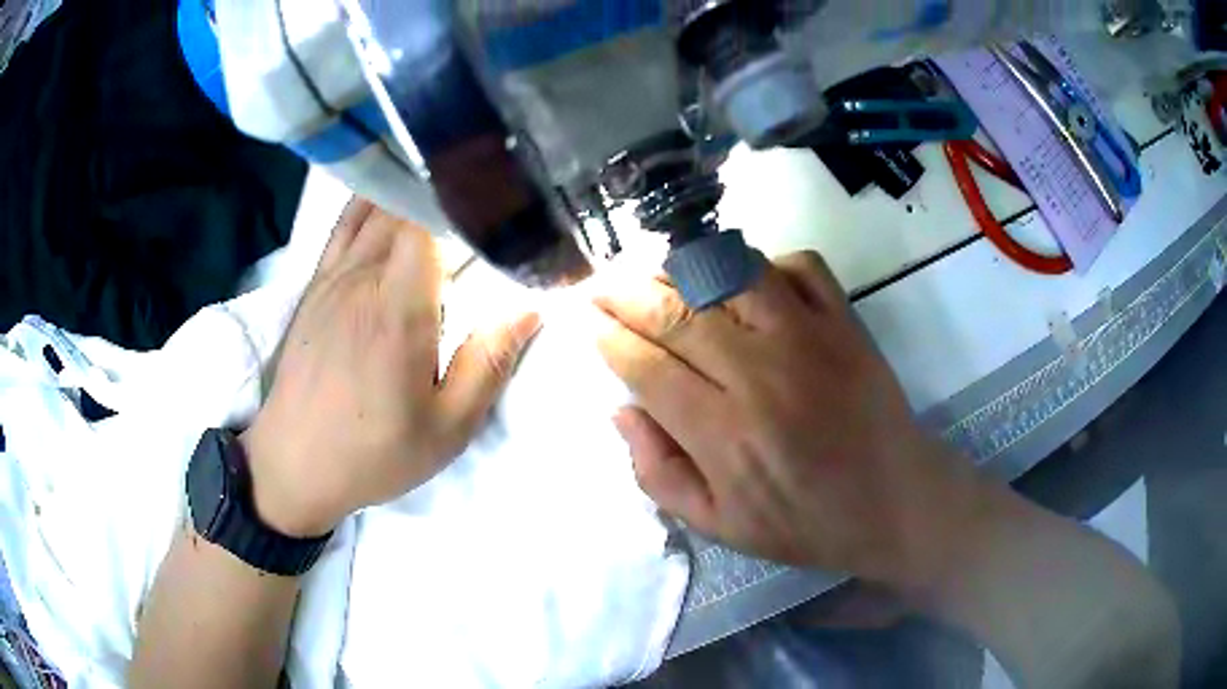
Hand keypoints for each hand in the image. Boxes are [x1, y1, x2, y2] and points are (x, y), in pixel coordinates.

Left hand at [242, 199, 539, 536]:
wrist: (294, 464)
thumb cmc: (374, 451)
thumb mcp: (447, 428)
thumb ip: (489, 364)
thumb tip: (530, 309)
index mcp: (398, 306)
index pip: (429, 218)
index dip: (464, 199)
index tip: (499, 201)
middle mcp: (362, 277)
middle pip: (403, 205)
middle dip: (444, 193)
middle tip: (483, 196)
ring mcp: (332, 277)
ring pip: (373, 209)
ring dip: (408, 191)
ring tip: (442, 188)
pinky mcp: (314, 286)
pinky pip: (343, 227)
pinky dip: (368, 204)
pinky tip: (387, 197)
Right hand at [595, 251, 985, 591]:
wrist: (895, 501)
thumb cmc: (805, 523)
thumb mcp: (720, 526)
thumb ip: (659, 474)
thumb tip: (621, 411)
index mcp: (724, 434)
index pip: (645, 366)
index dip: (607, 337)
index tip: (585, 320)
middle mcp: (760, 374)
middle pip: (676, 311)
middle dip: (626, 293)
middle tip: (602, 286)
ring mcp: (809, 338)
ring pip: (729, 274)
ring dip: (683, 267)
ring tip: (659, 275)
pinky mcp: (846, 321)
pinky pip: (797, 265)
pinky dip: (763, 262)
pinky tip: (746, 282)